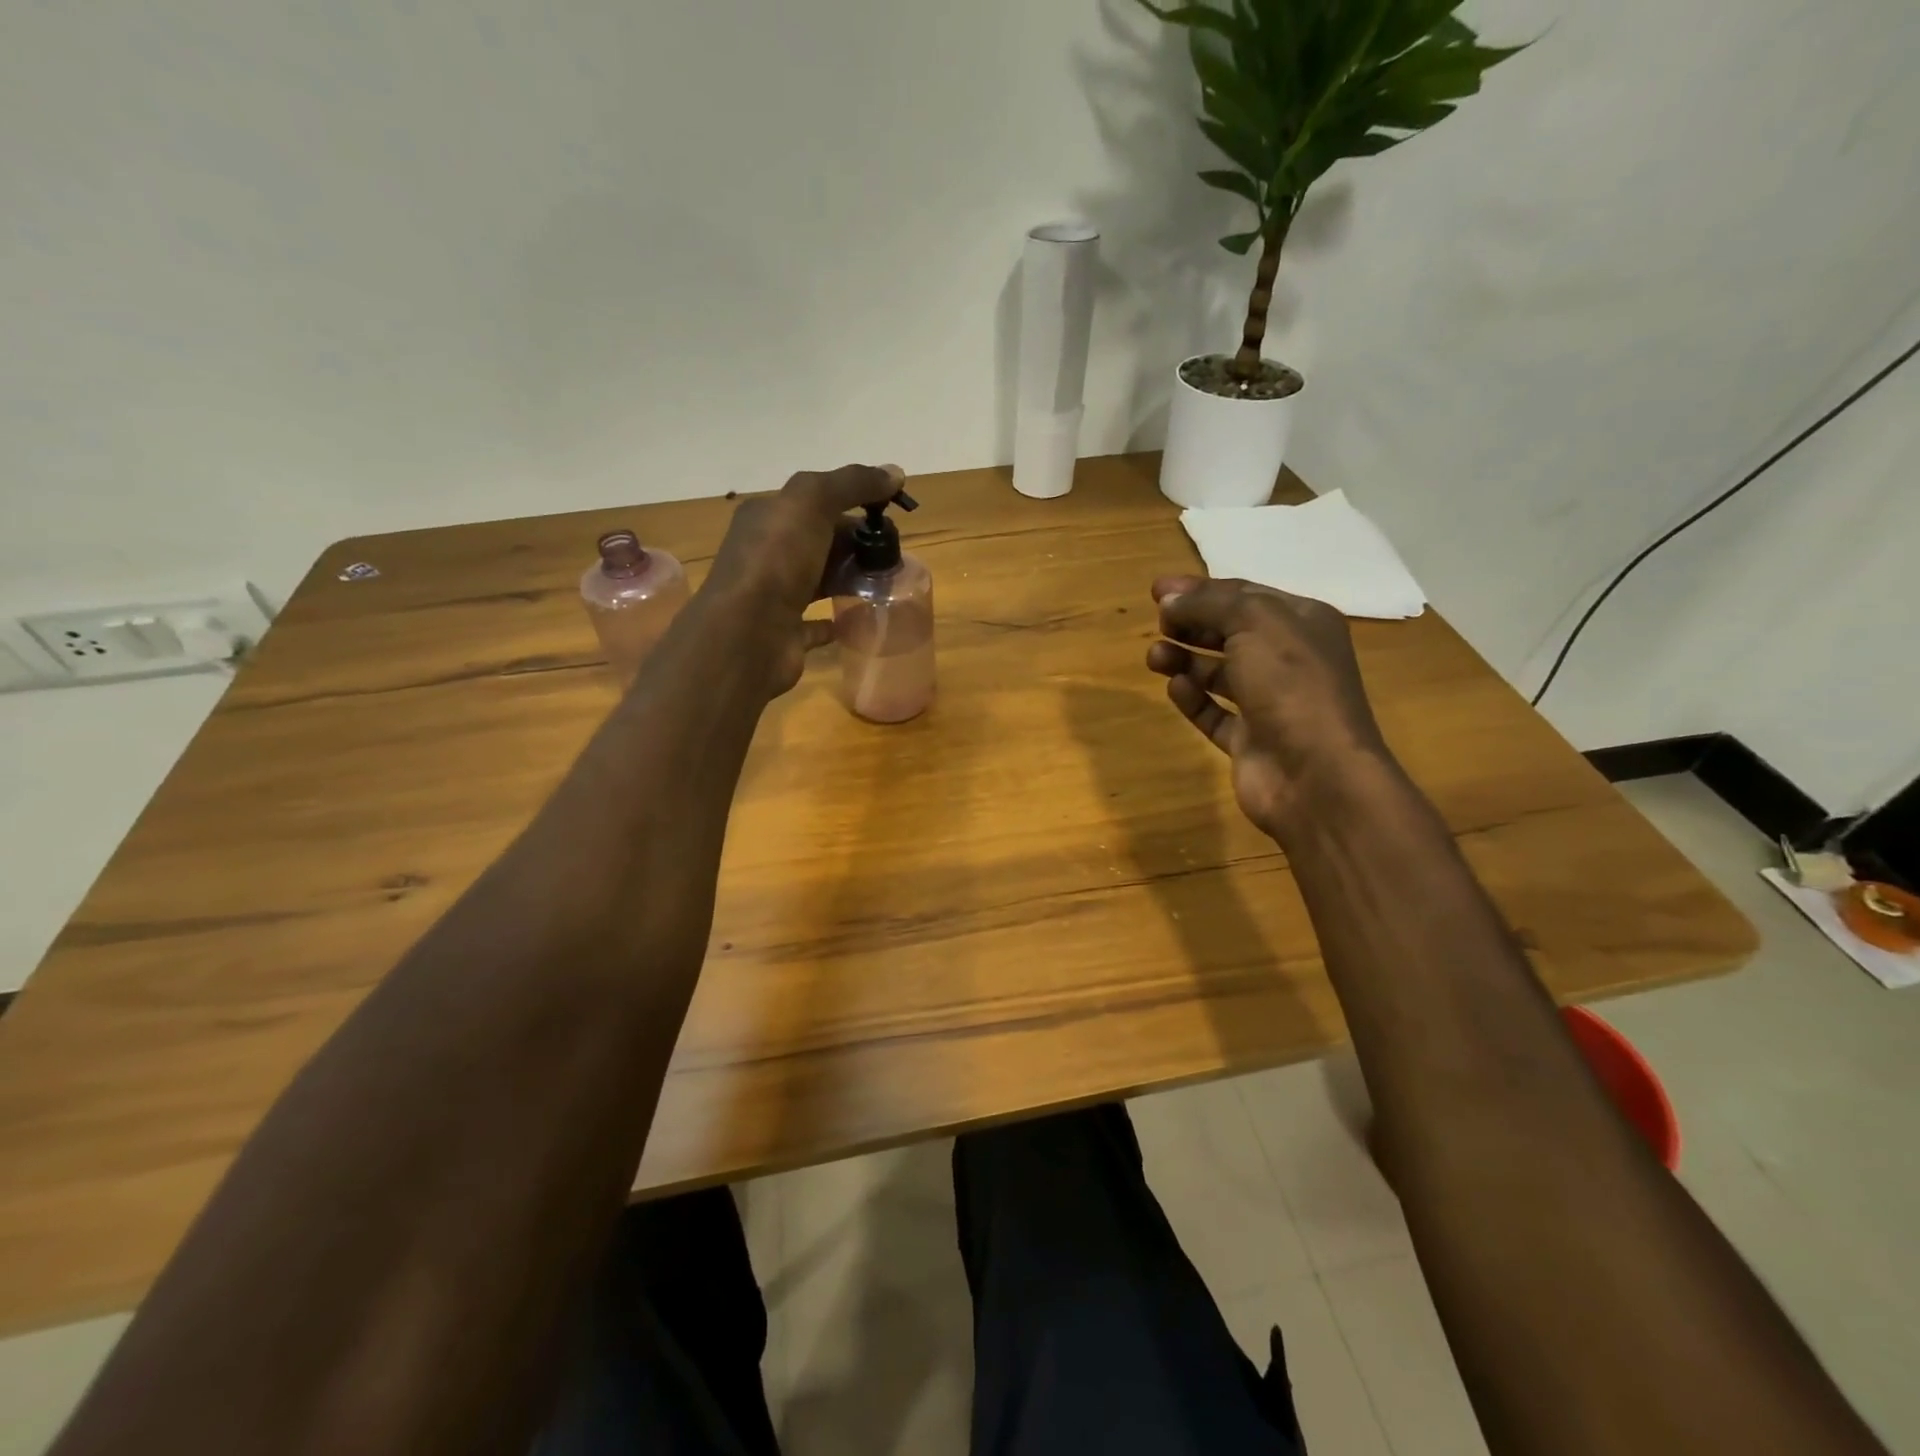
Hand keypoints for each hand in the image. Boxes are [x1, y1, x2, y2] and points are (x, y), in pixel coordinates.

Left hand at [707, 462, 905, 694]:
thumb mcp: (812, 503)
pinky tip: (858, 619)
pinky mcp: (784, 633)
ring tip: (886, 585)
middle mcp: (766, 553)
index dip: (852, 503)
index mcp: (766, 517)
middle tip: (893, 556)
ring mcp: (774, 596)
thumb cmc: (776, 561)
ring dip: (849, 579)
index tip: (888, 516)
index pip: (815, 502)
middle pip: (820, 541)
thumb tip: (895, 473)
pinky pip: (815, 624)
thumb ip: (852, 483)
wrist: (746, 635)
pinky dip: (836, 620)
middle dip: (856, 544)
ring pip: (819, 580)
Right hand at [1146, 575, 1388, 835]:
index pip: (1245, 595)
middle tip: (1158, 624)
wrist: (1316, 775)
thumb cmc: (1292, 685)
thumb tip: (1169, 600)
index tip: (1156, 591)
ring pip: (1219, 674)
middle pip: (1230, 633)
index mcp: (1303, 623)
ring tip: (1154, 657)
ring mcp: (1270, 703)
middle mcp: (1289, 660)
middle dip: (1191, 625)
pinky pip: (1215, 713)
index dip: (1200, 590)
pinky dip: (1193, 699)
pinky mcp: (1250, 741)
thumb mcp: (1255, 623)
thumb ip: (1209, 604)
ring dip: (1185, 660)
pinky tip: (1175, 688)